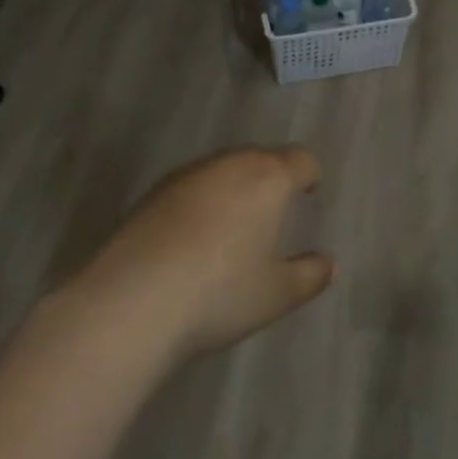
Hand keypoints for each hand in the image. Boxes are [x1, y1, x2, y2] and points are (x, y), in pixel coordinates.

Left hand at [72, 147, 333, 360]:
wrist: (129, 301)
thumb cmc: (218, 293)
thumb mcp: (275, 295)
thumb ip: (309, 275)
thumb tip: (328, 263)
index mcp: (268, 178)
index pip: (300, 159)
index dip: (308, 174)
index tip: (308, 192)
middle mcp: (230, 164)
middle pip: (260, 157)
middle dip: (270, 177)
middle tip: (272, 210)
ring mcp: (188, 174)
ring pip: (222, 169)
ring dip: (233, 187)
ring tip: (231, 225)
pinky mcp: (152, 192)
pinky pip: (191, 186)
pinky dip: (200, 202)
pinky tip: (190, 239)